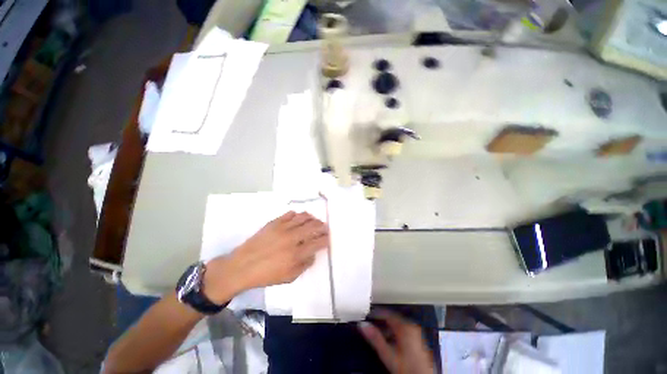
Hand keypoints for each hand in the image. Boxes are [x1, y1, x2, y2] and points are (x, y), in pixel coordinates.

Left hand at [204, 211, 328, 303]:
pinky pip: (289, 214)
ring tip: (314, 220)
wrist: (241, 267)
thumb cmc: (266, 275)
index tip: (328, 238)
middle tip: (324, 227)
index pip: (318, 242)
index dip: (326, 239)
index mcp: (297, 253)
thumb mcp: (289, 278)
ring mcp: (283, 228)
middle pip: (313, 226)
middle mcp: (292, 238)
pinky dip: (297, 215)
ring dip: (312, 218)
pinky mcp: (274, 223)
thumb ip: (304, 265)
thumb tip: (313, 254)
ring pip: (303, 217)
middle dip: (322, 226)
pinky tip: (298, 218)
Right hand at [359, 310, 434, 373]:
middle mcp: (412, 327)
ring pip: (398, 326)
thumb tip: (362, 325)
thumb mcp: (388, 354)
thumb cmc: (406, 368)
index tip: (367, 315)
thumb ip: (375, 338)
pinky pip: (403, 332)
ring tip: (377, 333)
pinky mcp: (418, 342)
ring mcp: (416, 334)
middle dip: (381, 321)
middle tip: (370, 324)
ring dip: (387, 328)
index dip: (376, 313)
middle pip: (393, 319)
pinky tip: (389, 342)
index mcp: (405, 326)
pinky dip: (394, 333)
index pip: (387, 313)